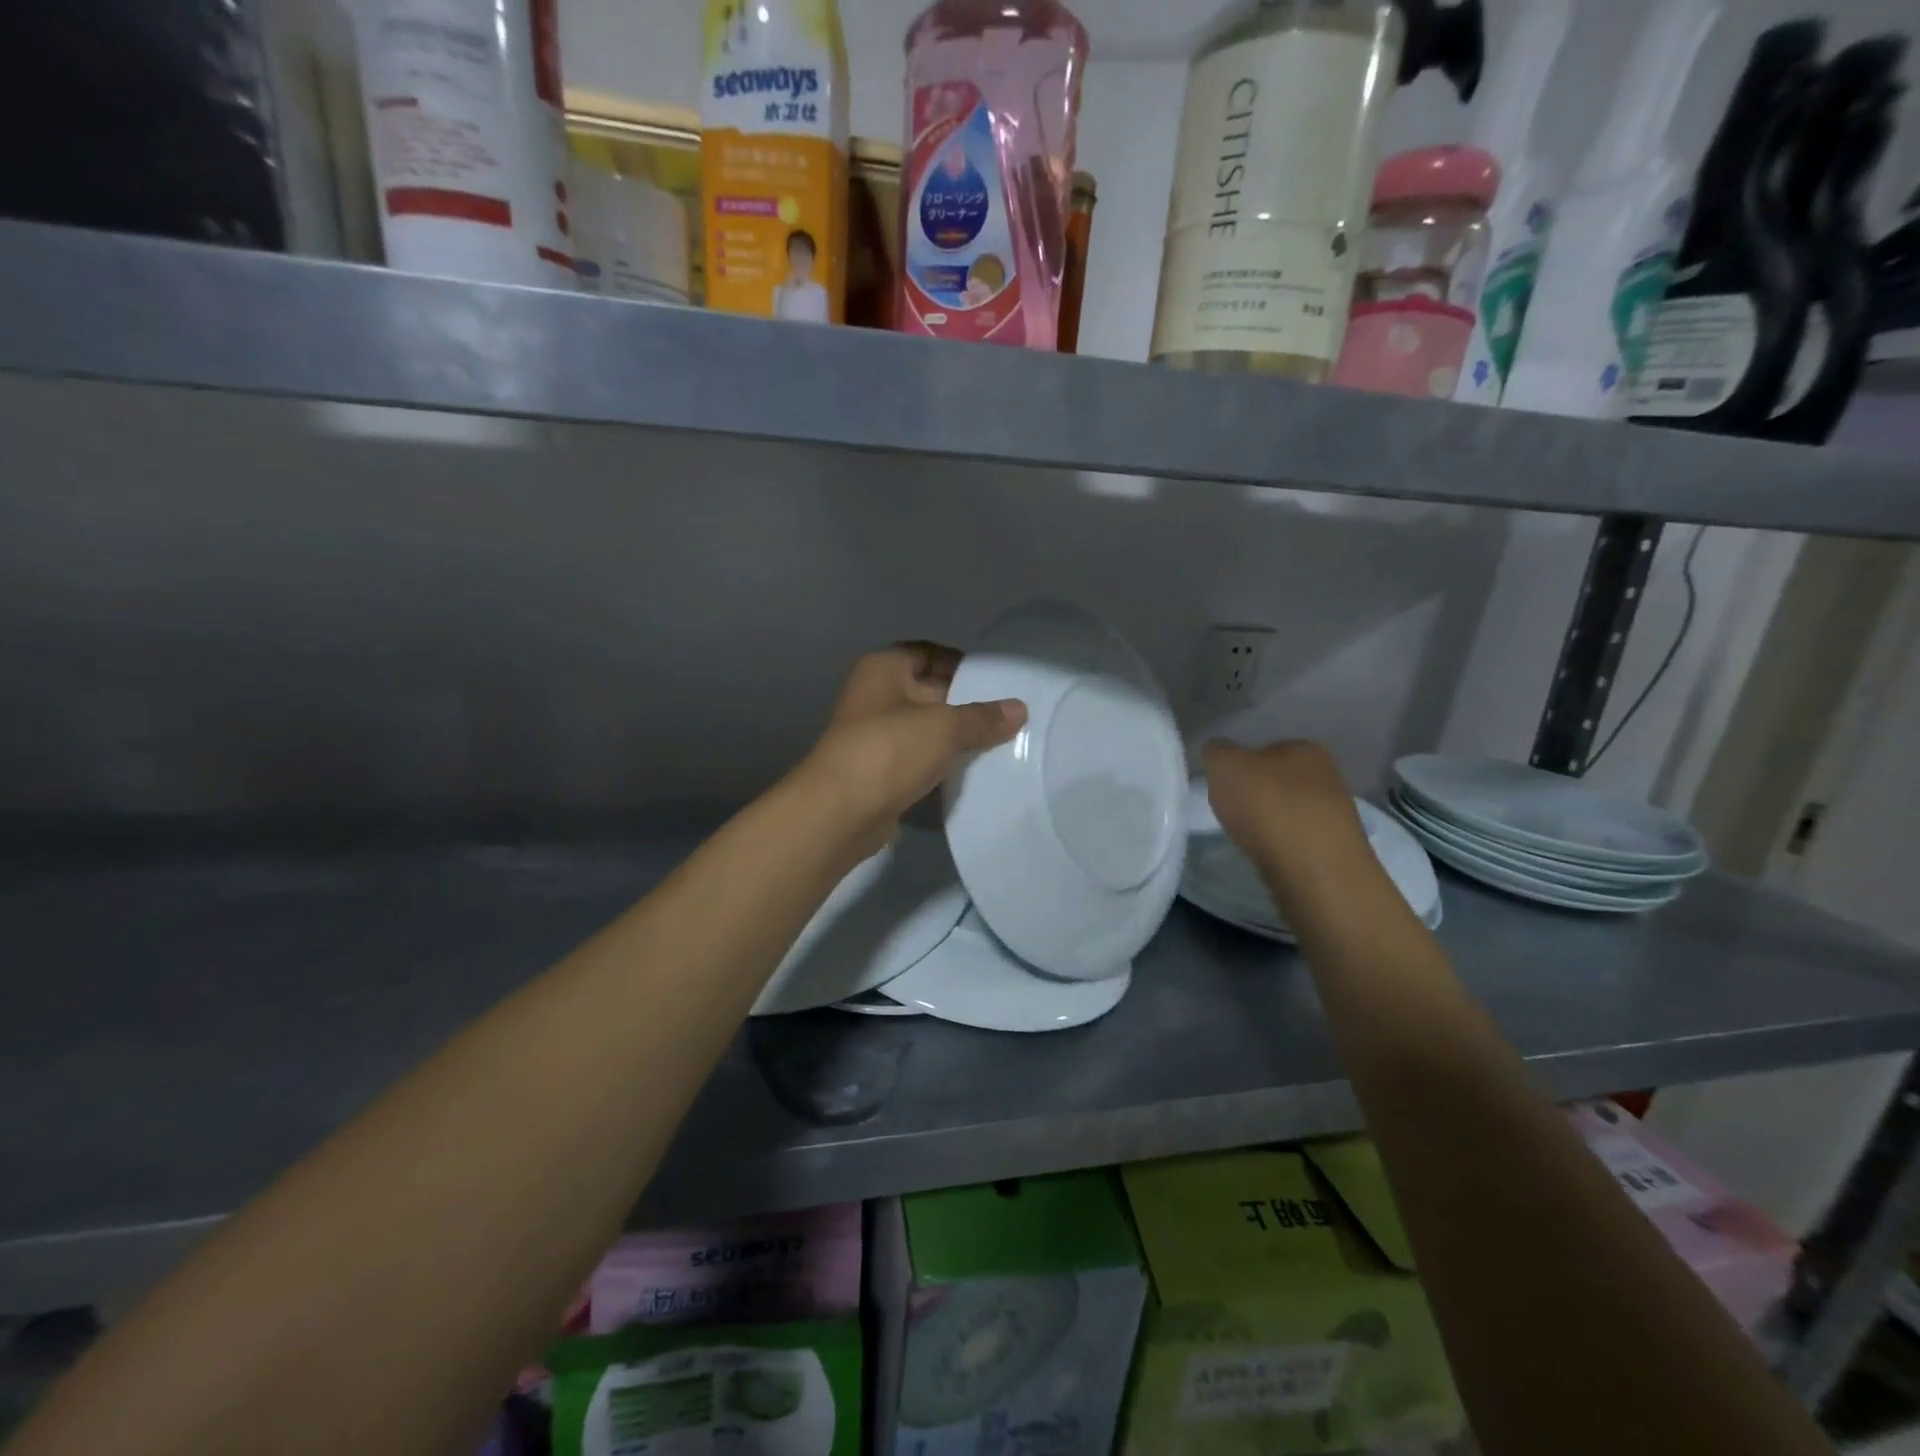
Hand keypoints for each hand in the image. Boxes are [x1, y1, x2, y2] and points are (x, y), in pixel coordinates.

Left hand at [801, 643, 1025, 858]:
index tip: (998, 683)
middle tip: (1010, 717)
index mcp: (884, 669)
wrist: (840, 812)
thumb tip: (1019, 709)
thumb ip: (982, 717)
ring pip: (927, 729)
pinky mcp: (881, 771)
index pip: (929, 653)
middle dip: (967, 704)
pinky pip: (920, 760)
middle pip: (931, 691)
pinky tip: (975, 773)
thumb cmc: (889, 750)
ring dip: (957, 739)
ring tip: (1002, 744)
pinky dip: (943, 765)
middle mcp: (877, 696)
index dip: (962, 664)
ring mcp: (876, 736)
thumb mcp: (944, 727)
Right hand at [1203, 740, 1373, 893]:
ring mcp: (1336, 814)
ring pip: (1290, 811)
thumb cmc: (1268, 807)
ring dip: (1270, 822)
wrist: (1315, 871)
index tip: (1224, 786)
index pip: (1265, 749)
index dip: (1240, 766)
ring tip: (1250, 839)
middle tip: (1232, 813)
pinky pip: (1299, 840)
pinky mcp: (1337, 850)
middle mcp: (1328, 775)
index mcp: (1305, 748)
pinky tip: (1270, 857)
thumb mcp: (1225, 765)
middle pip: (1279, 781)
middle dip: (1256, 795)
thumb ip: (1216, 751)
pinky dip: (1282, 846)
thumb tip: (1218, 752)